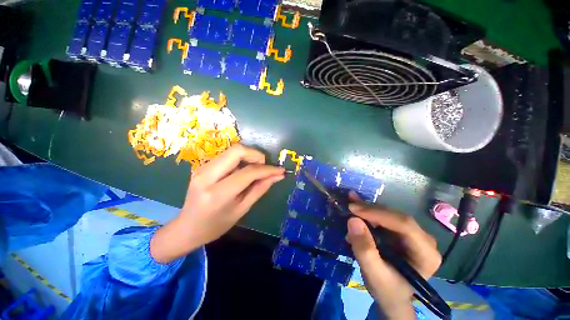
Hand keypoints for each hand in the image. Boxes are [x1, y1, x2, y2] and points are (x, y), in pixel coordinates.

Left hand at [151, 144, 284, 262]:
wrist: (186, 228)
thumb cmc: (216, 225)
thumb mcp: (242, 209)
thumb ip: (260, 189)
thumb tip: (277, 176)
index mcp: (217, 194)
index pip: (248, 172)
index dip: (267, 169)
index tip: (280, 170)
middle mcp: (207, 176)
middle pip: (237, 150)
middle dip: (256, 155)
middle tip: (264, 167)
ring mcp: (202, 168)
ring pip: (232, 150)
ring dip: (249, 157)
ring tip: (255, 171)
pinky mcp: (202, 165)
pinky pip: (227, 156)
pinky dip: (240, 160)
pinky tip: (242, 171)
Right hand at [346, 192, 440, 319]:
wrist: (390, 297)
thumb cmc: (386, 290)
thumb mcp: (373, 274)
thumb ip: (364, 249)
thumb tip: (353, 220)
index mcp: (426, 253)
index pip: (404, 225)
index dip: (377, 214)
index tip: (353, 209)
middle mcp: (423, 240)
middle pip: (396, 217)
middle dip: (370, 210)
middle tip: (349, 204)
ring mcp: (413, 234)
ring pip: (389, 214)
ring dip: (368, 209)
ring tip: (350, 202)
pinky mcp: (401, 232)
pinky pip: (384, 218)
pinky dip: (368, 213)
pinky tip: (357, 208)